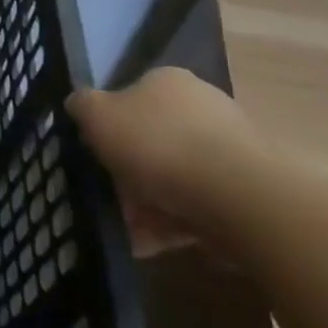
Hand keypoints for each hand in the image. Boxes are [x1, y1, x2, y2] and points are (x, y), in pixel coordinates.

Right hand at [66, 67, 268, 251]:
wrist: (241, 197)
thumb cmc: (159, 144)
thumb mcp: (97, 115)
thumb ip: (82, 105)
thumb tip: (79, 104)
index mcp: (168, 82)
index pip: (131, 96)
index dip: (109, 126)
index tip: (96, 155)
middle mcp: (202, 106)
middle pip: (153, 139)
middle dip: (129, 172)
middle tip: (110, 199)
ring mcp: (230, 149)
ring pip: (175, 177)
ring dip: (149, 204)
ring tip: (128, 232)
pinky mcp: (248, 191)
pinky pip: (199, 205)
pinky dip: (174, 224)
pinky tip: (152, 245)